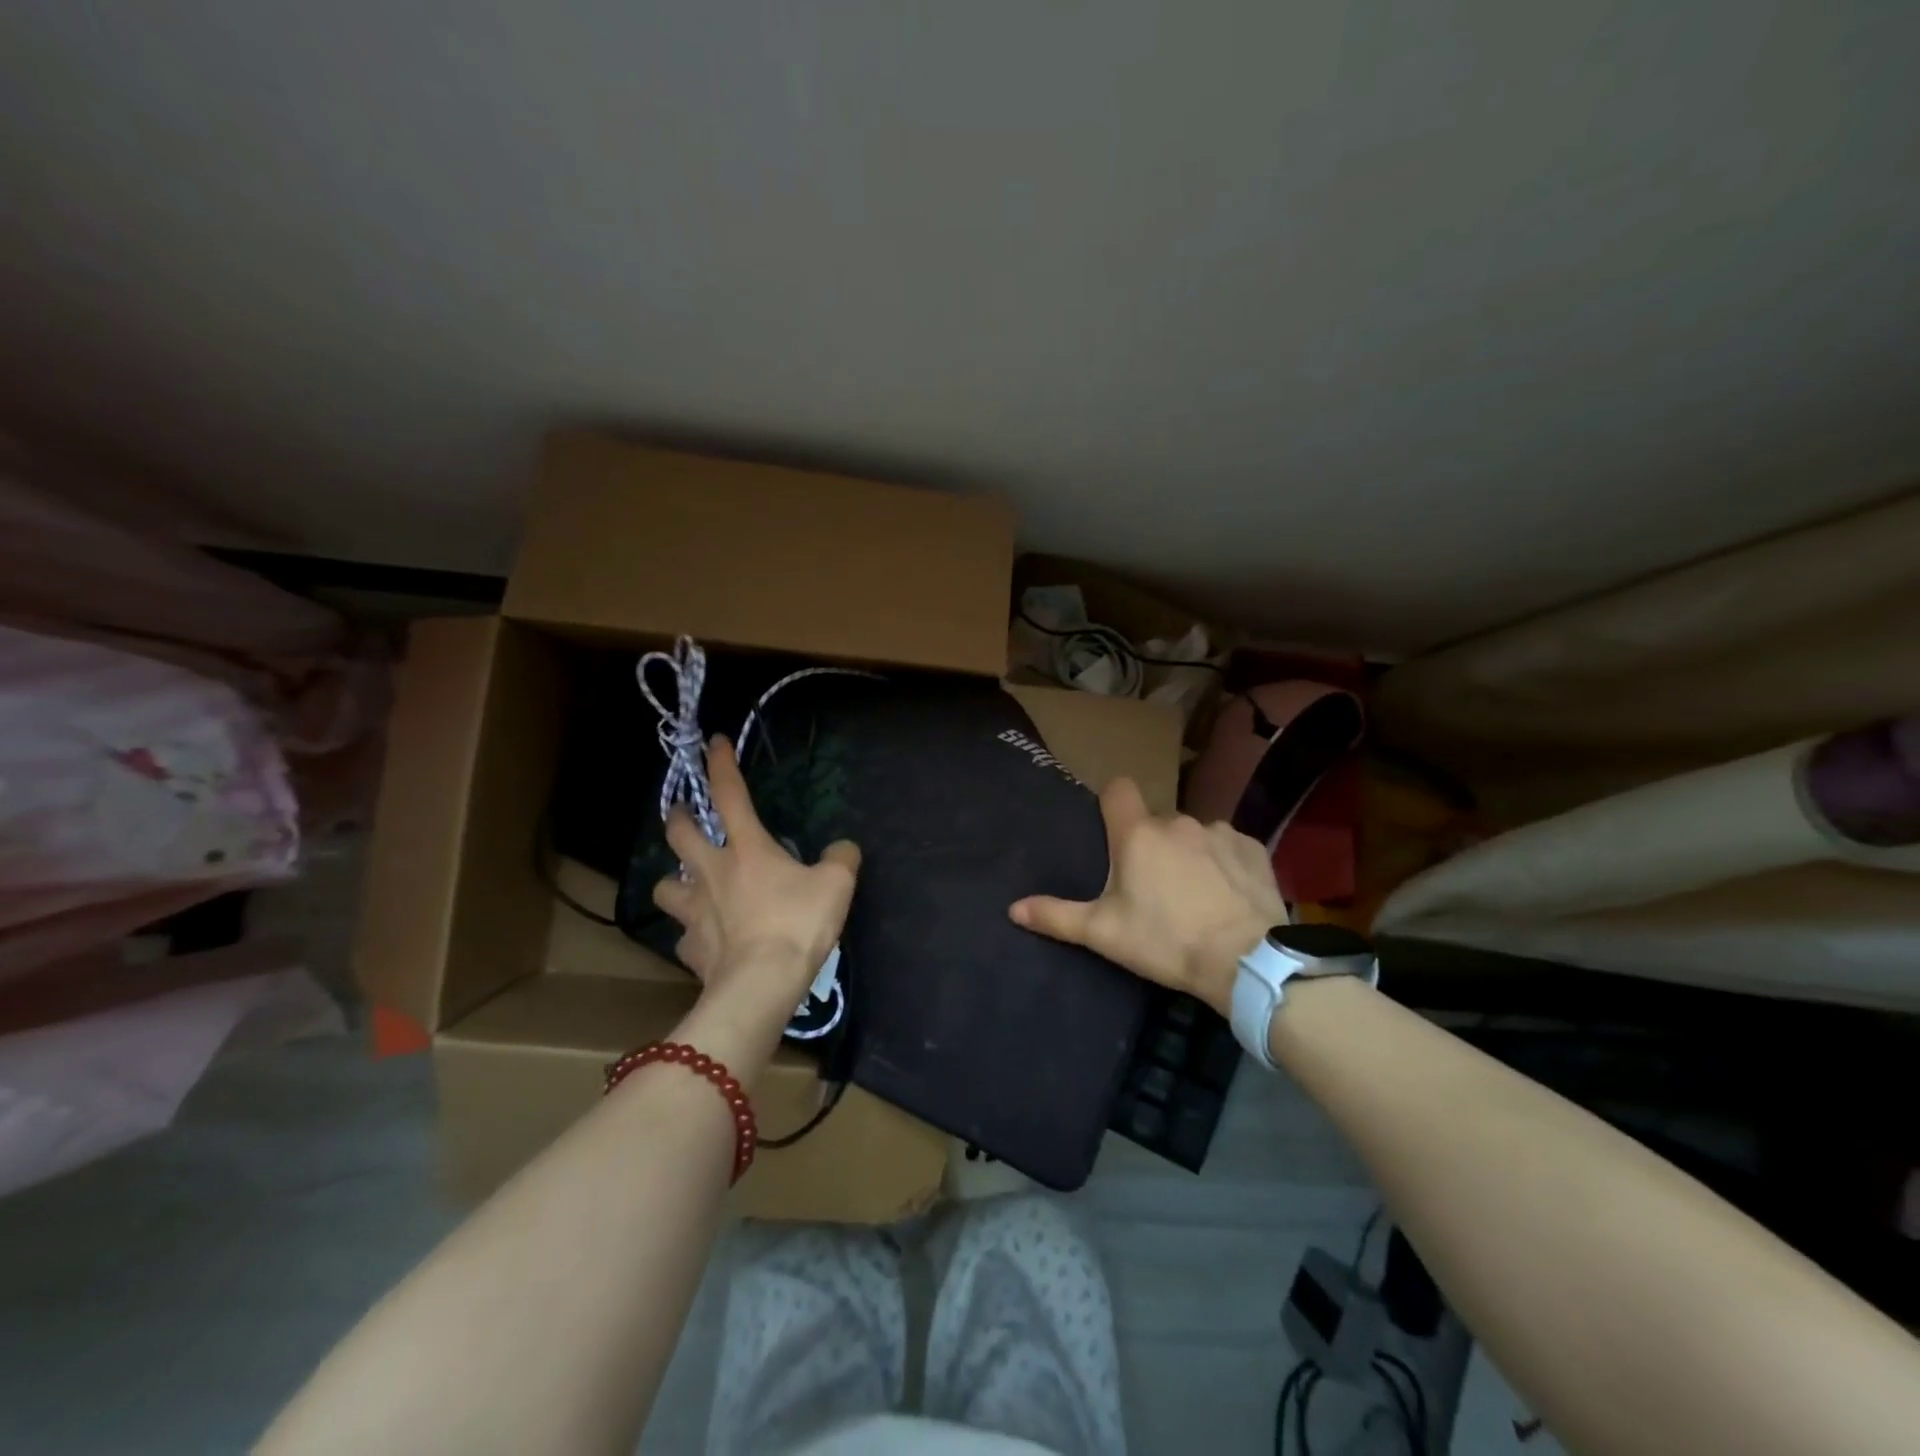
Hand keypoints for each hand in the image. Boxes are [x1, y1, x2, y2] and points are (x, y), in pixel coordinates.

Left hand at [651, 735, 860, 1005]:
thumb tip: (843, 848)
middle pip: (679, 833)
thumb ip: (841, 858)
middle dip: (679, 817)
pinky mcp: (690, 948)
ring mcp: (694, 911)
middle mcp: (711, 871)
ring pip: (663, 885)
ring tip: (687, 884)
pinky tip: (707, 939)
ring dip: (673, 880)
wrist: (761, 984)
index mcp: (747, 848)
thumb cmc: (797, 924)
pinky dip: (692, 933)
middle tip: (685, 815)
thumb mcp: (837, 884)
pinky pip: (683, 935)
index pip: (729, 794)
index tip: (714, 742)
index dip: (721, 764)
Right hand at [1009, 777, 1285, 1015]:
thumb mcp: (1104, 934)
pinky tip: (1227, 895)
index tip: (1112, 833)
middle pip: (1155, 821)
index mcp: (1137, 834)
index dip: (1112, 804)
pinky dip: (1223, 863)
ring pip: (1193, 834)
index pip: (1118, 789)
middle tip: (1152, 888)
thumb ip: (1057, 916)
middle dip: (1151, 845)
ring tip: (1194, 895)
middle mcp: (1177, 821)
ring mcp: (1219, 831)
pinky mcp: (1252, 848)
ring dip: (1188, 853)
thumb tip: (1012, 909)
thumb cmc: (1166, 942)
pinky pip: (1228, 846)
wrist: (1246, 961)